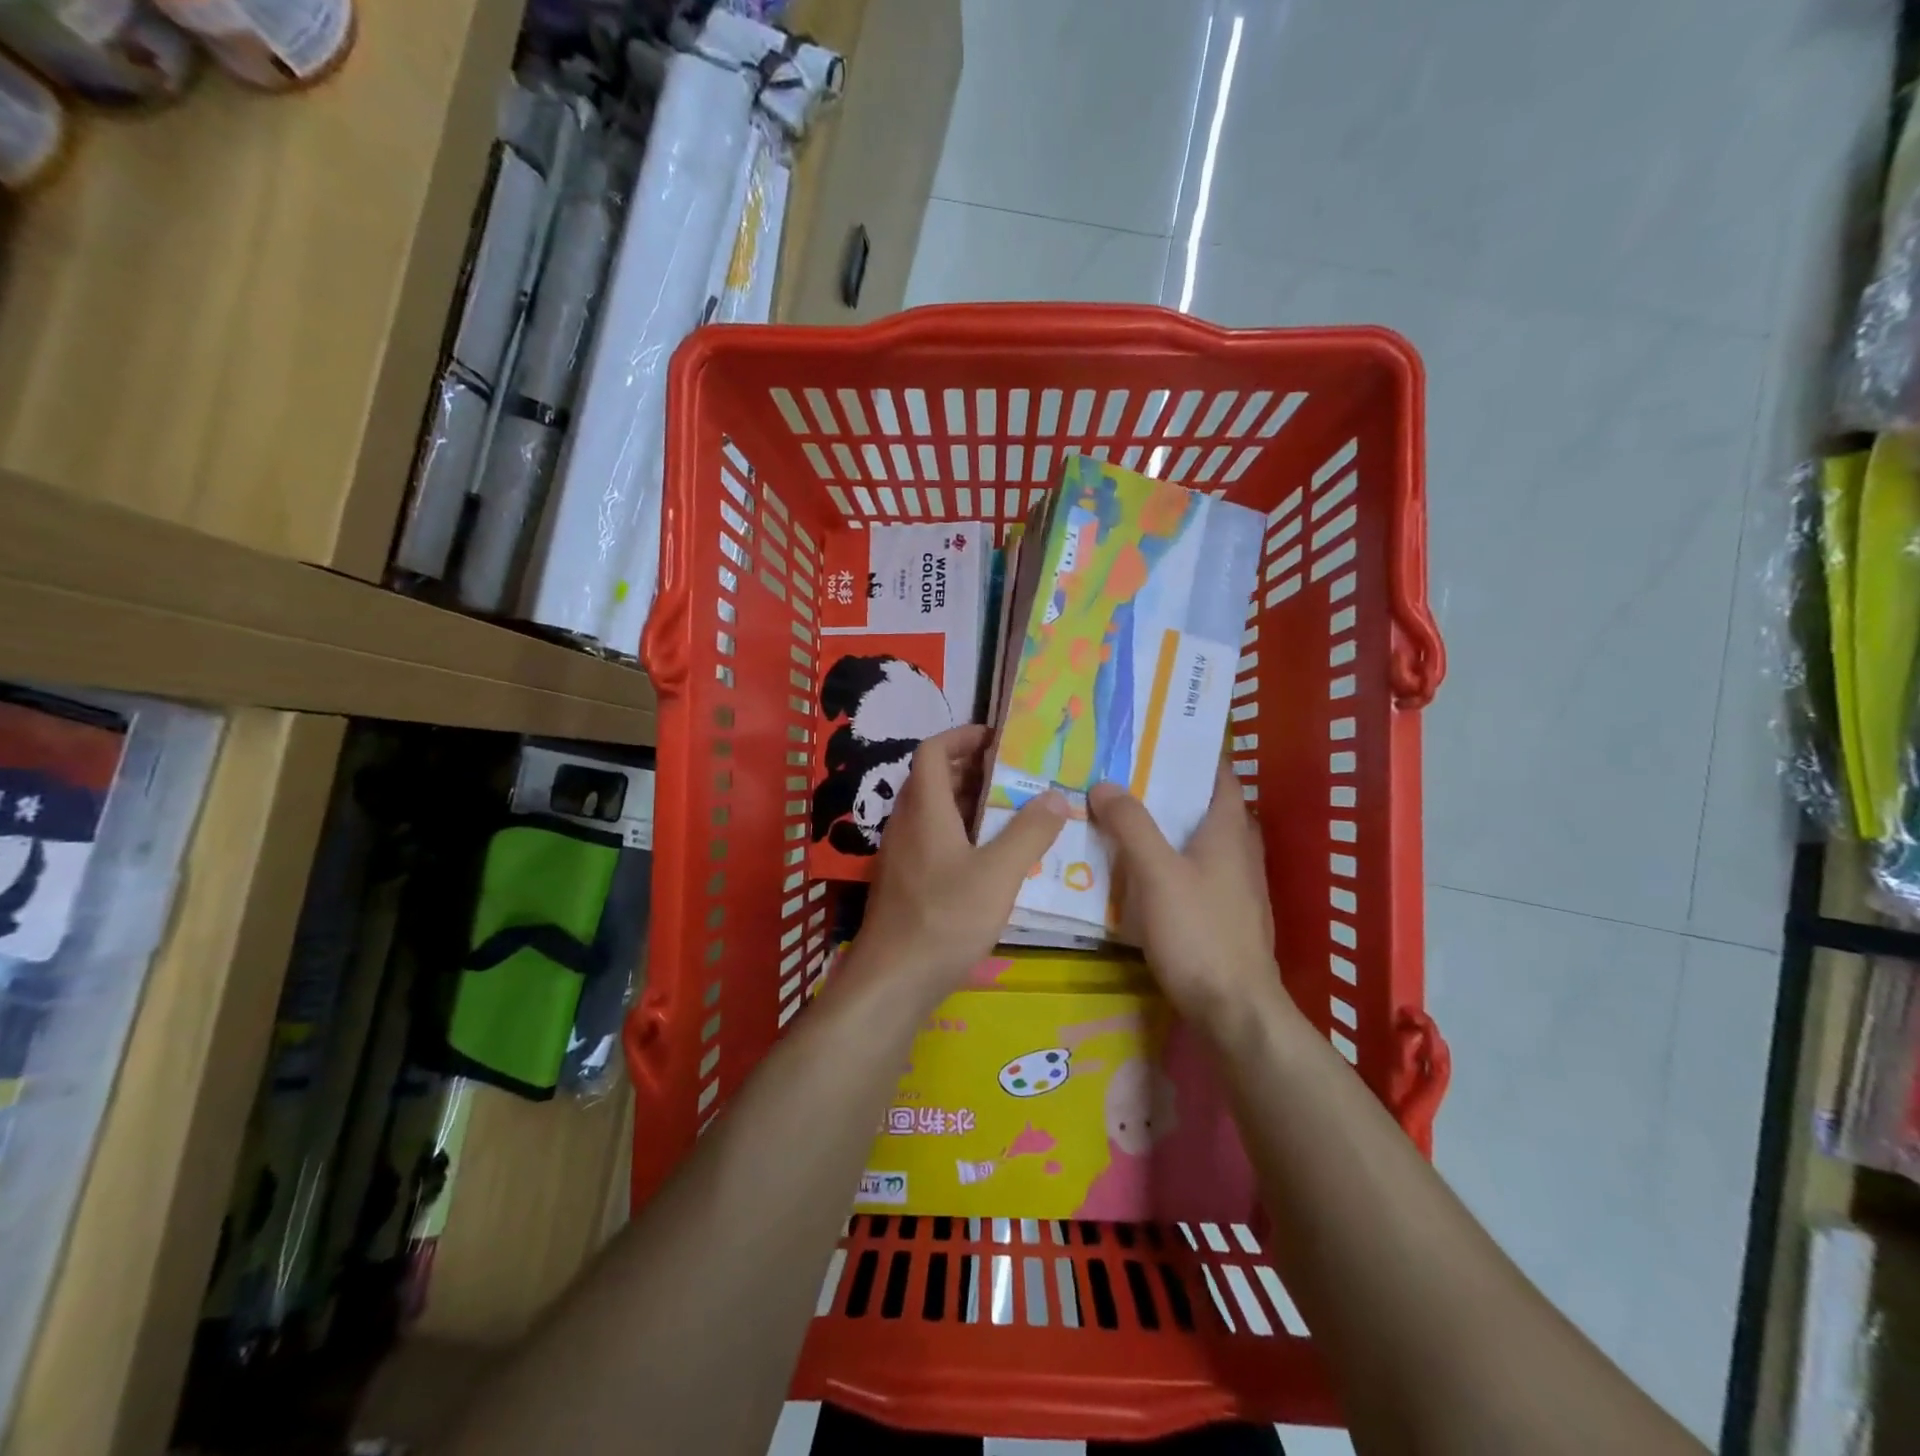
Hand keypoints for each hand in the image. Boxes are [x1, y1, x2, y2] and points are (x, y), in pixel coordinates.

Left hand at [855, 725, 1066, 995]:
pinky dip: (960, 831)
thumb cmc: (945, 919)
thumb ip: (1030, 832)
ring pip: (933, 810)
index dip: (962, 736)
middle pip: (933, 778)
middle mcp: (906, 823)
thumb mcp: (998, 874)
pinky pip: (932, 838)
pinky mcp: (905, 880)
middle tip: (1014, 774)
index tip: (997, 738)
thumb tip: (1056, 795)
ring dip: (967, 801)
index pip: (933, 751)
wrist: (893, 980)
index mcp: (925, 809)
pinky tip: (990, 855)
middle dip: (972, 767)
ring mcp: (902, 853)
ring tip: (1011, 809)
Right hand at [1089, 760, 1292, 1034]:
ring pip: (1196, 841)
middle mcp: (1237, 851)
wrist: (1234, 1009)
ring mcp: (1234, 886)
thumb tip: (1105, 784)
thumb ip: (1131, 826)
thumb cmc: (1199, 932)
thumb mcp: (1157, 873)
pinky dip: (1167, 859)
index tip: (1154, 739)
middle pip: (1203, 806)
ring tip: (1120, 815)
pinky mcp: (1223, 914)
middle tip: (1122, 775)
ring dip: (1165, 826)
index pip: (1218, 775)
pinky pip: (1192, 871)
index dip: (1192, 754)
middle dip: (1167, 789)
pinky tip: (1136, 869)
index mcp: (1228, 830)